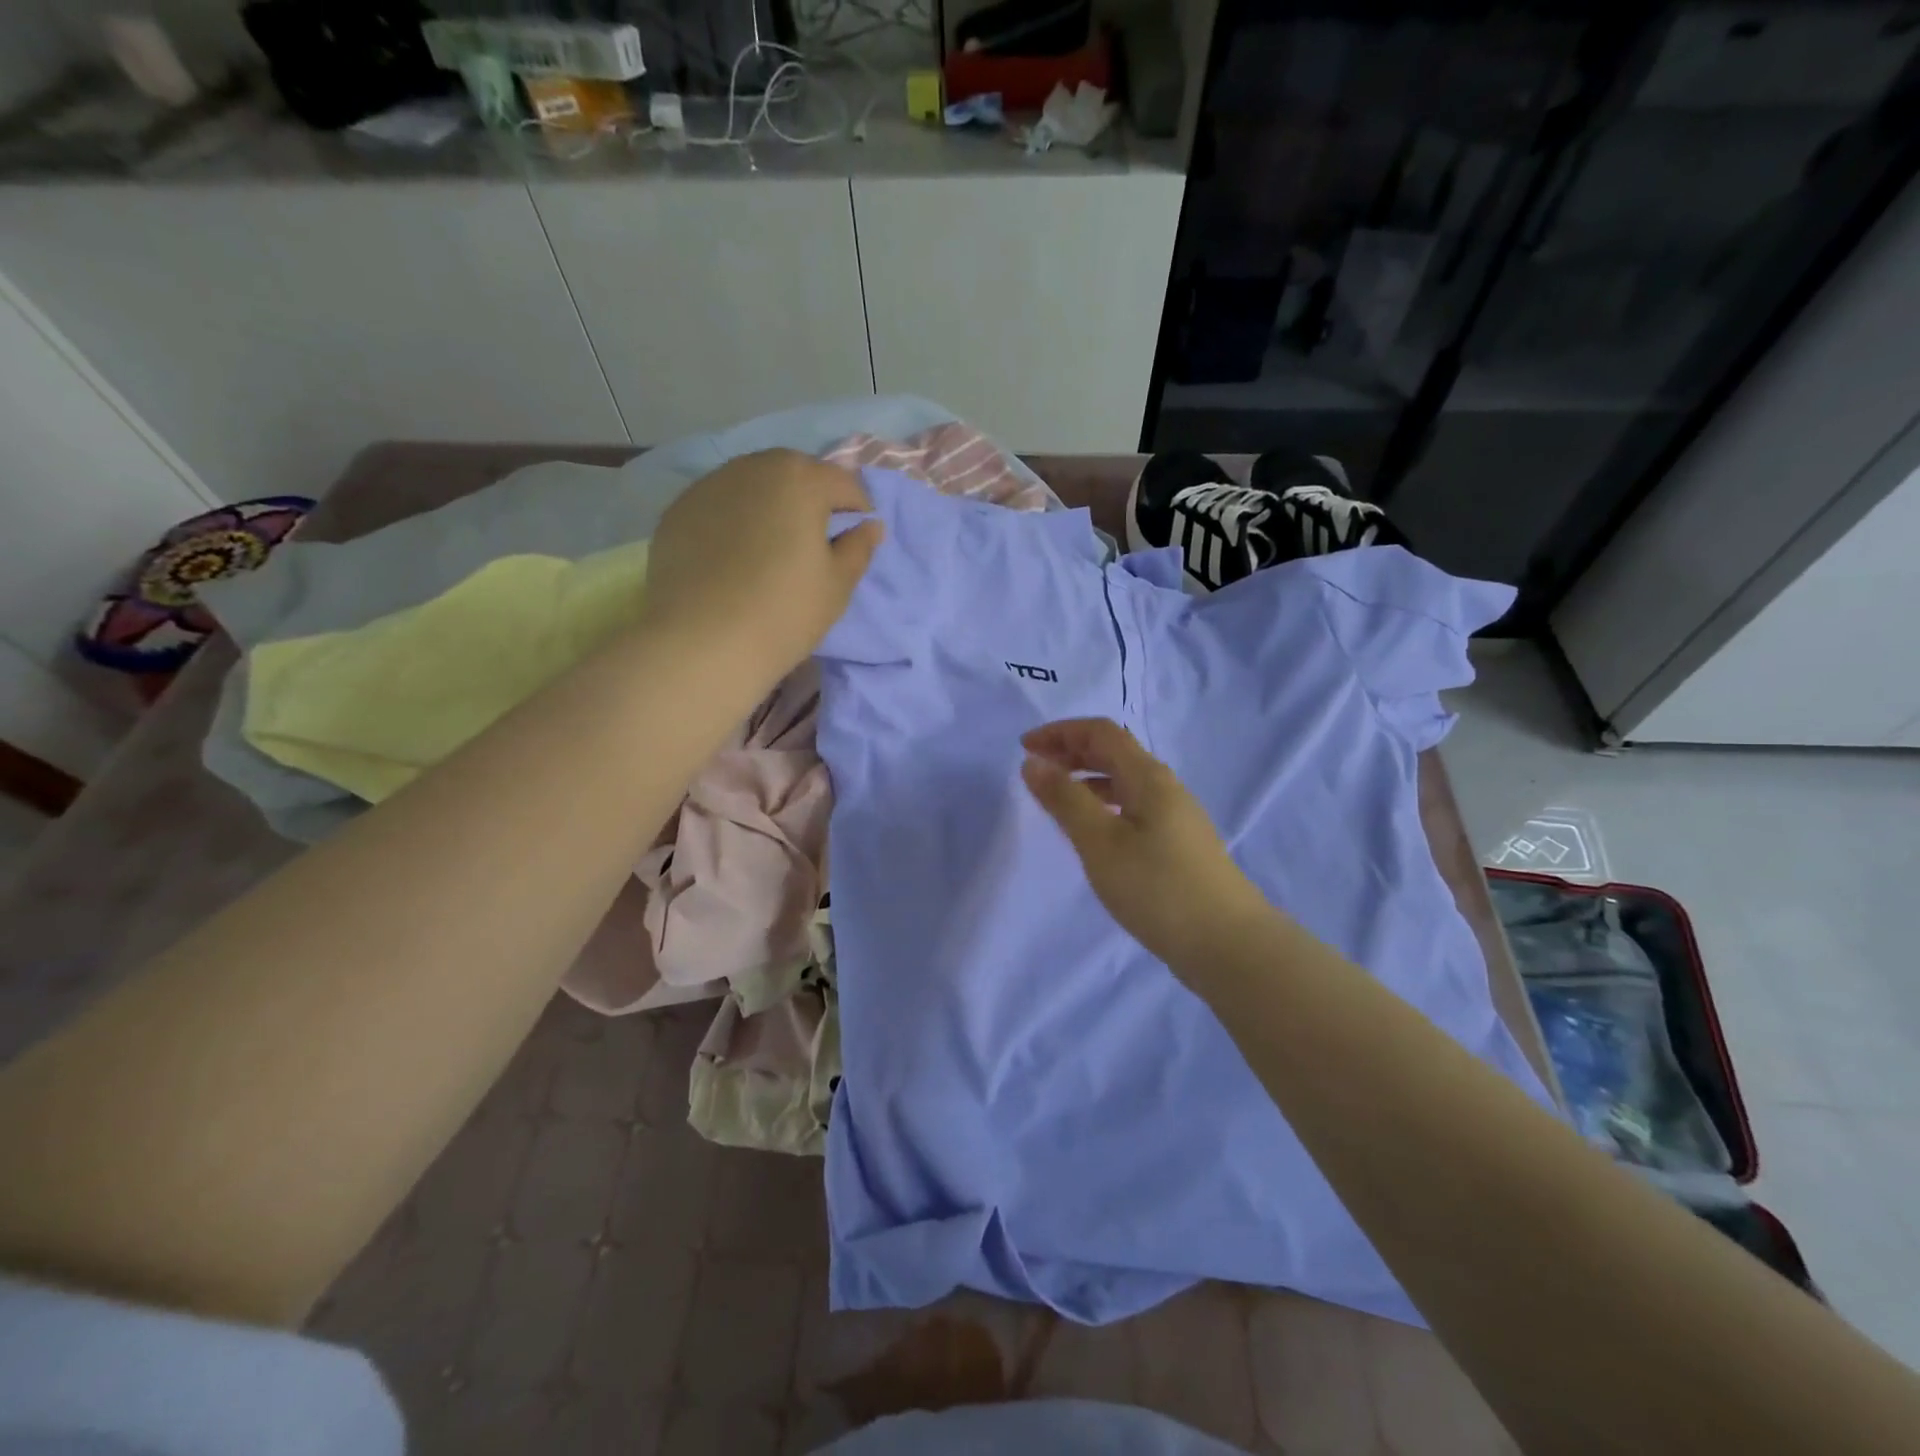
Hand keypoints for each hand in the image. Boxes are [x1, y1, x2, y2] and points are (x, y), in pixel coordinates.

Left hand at [641, 449, 883, 682]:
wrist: (702, 643)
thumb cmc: (785, 612)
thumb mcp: (837, 585)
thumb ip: (858, 548)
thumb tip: (870, 526)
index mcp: (800, 479)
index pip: (843, 483)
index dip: (857, 510)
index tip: (857, 538)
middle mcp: (753, 467)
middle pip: (794, 474)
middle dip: (811, 499)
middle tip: (816, 540)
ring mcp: (708, 486)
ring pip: (752, 485)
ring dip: (770, 505)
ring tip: (773, 545)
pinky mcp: (677, 511)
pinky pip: (719, 506)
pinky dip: (734, 521)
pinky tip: (734, 557)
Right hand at [1021, 717, 1278, 976]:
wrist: (1228, 944)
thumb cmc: (1158, 888)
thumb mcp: (1101, 843)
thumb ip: (1066, 800)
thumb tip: (1035, 763)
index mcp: (1148, 777)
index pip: (1101, 733)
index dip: (1061, 732)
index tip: (1024, 747)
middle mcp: (1165, 788)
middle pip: (1115, 752)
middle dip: (1072, 751)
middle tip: (1035, 768)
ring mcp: (1176, 817)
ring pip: (1124, 781)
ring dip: (1087, 779)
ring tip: (1057, 799)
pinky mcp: (1179, 844)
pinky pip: (1133, 806)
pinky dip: (1104, 804)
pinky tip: (1093, 831)